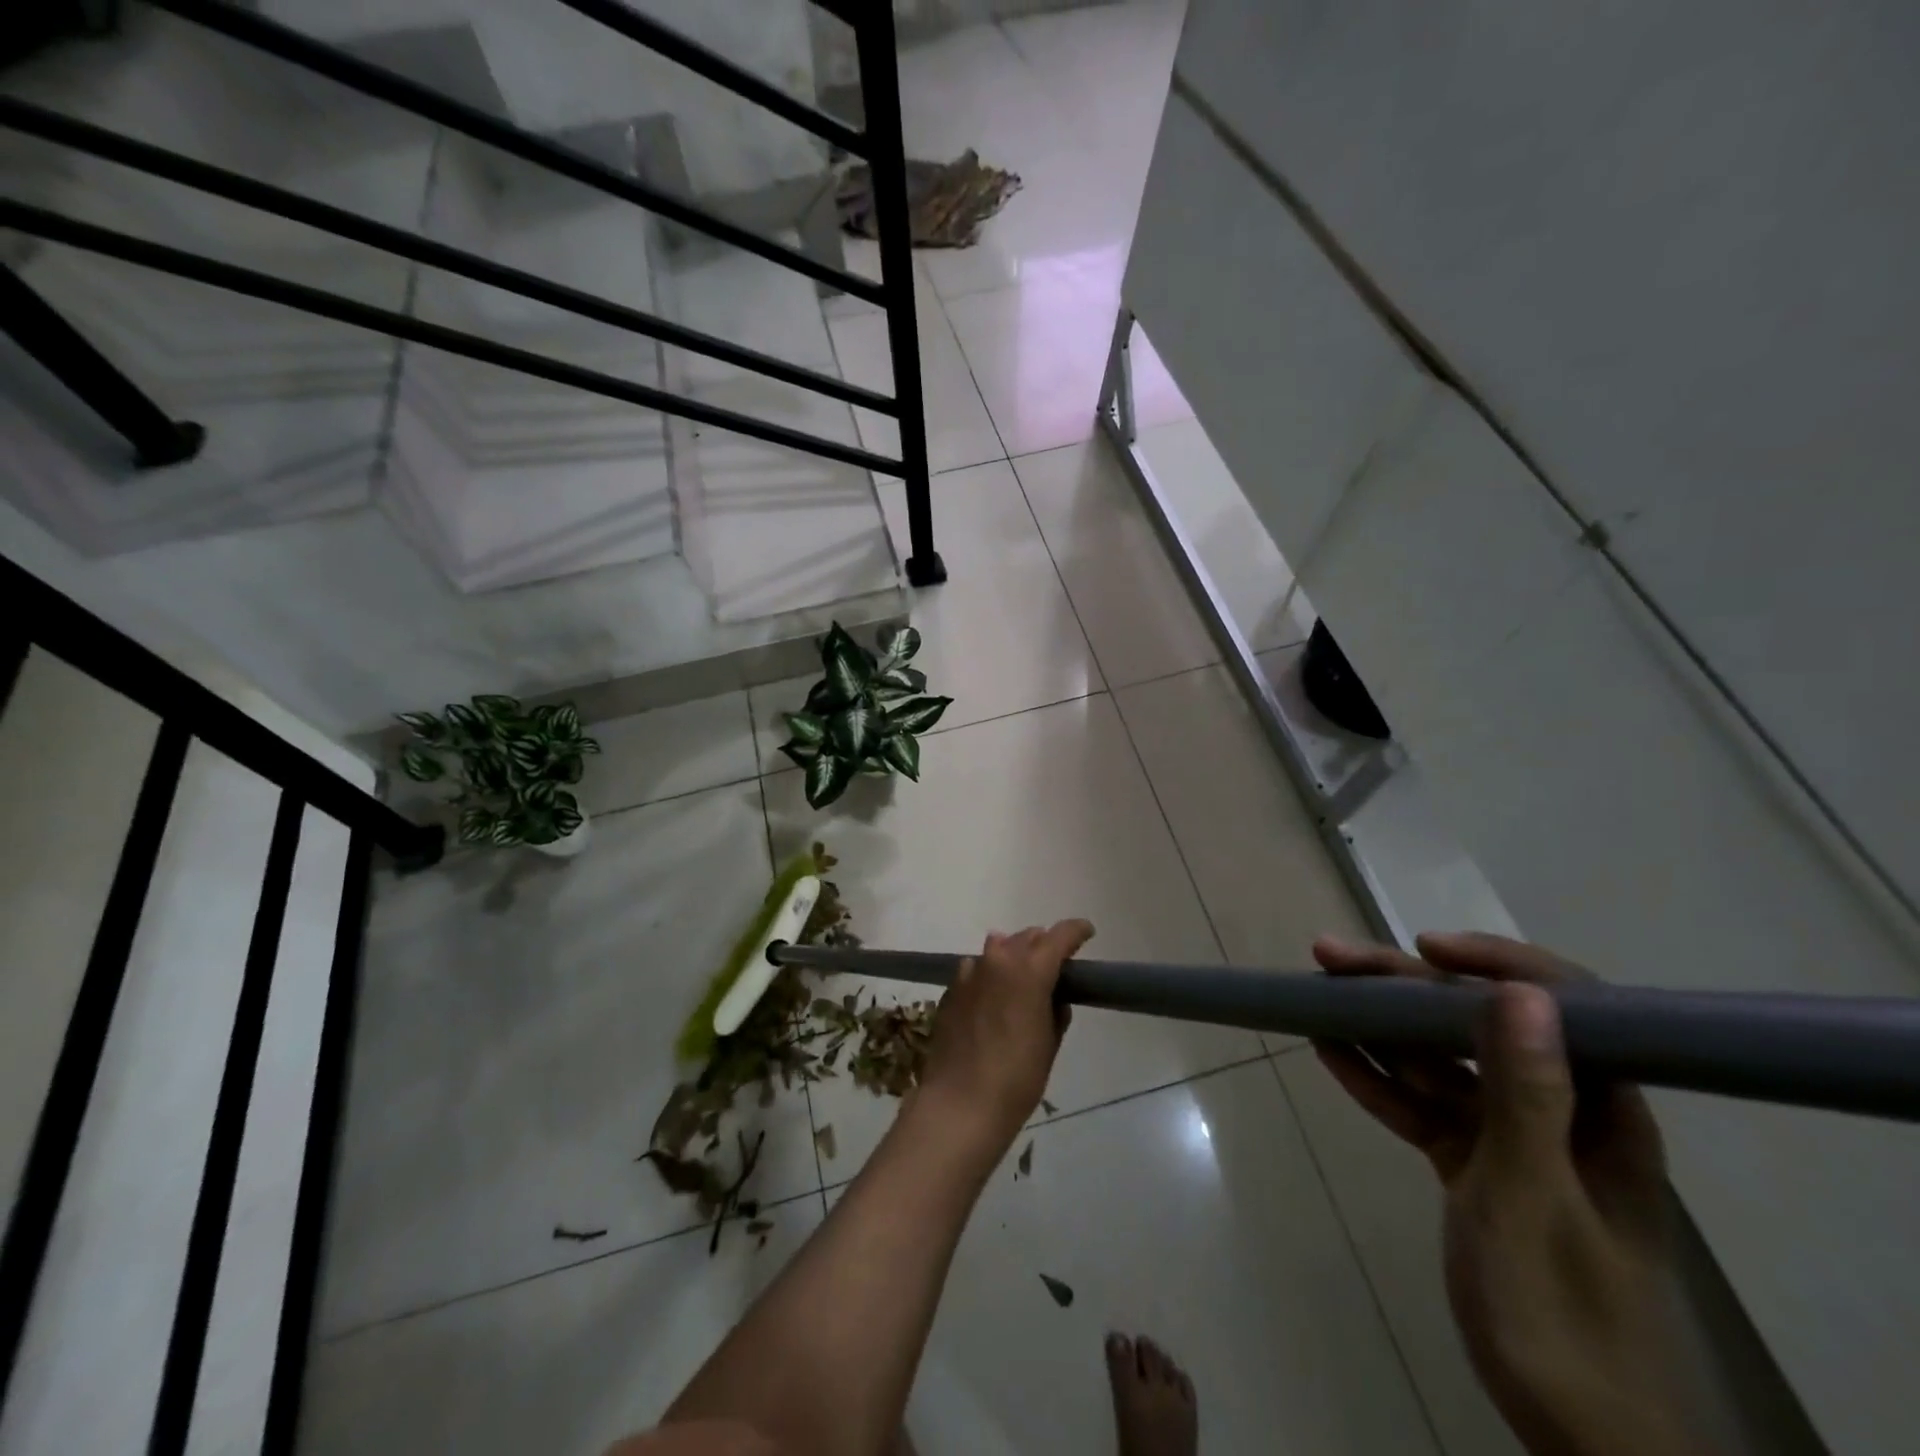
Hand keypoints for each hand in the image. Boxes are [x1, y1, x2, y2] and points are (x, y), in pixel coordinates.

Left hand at [915, 920, 1092, 1161]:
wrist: (960, 1102)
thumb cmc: (1017, 1078)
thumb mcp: (1049, 1044)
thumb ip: (1055, 1010)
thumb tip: (1053, 997)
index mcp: (1030, 970)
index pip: (1059, 936)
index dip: (1076, 931)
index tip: (1087, 932)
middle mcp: (998, 960)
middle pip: (1027, 938)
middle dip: (1043, 945)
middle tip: (1055, 963)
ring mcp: (970, 972)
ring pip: (998, 948)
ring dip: (1014, 956)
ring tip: (1021, 978)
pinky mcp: (951, 988)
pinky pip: (976, 969)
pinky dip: (989, 975)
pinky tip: (992, 998)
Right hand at [1312, 932, 1709, 1455]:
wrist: (1576, 1434)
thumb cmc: (1562, 1313)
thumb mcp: (1530, 1196)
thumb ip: (1525, 1093)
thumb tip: (1522, 992)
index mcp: (1600, 1110)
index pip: (1561, 1005)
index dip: (1493, 962)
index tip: (1423, 947)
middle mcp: (1558, 1110)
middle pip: (1476, 1024)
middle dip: (1403, 987)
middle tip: (1329, 957)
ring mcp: (1511, 1138)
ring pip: (1439, 1061)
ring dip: (1379, 1027)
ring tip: (1317, 992)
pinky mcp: (1474, 1165)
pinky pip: (1421, 1107)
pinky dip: (1377, 1080)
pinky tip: (1330, 1051)